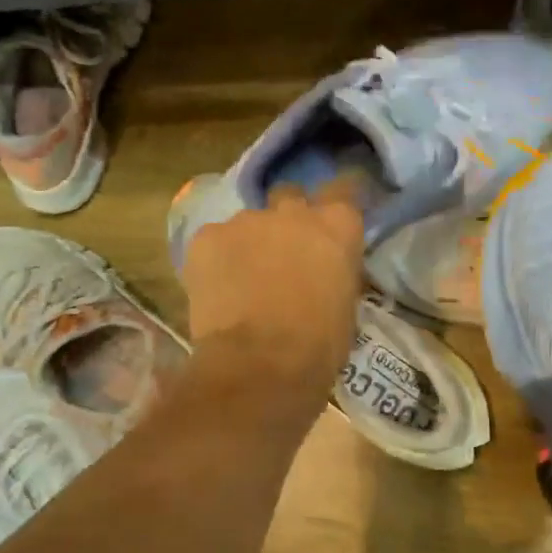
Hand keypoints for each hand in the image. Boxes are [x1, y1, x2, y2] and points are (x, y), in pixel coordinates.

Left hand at [181, 180, 364, 398]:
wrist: (260, 363)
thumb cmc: (318, 345)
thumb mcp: (346, 306)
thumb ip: (335, 274)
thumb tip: (325, 273)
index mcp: (336, 226)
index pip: (344, 189)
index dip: (338, 199)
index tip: (333, 215)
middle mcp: (292, 212)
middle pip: (290, 196)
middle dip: (287, 217)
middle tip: (283, 251)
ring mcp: (245, 220)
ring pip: (247, 223)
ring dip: (249, 243)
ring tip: (242, 281)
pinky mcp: (205, 237)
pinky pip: (213, 241)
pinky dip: (215, 260)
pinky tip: (216, 290)